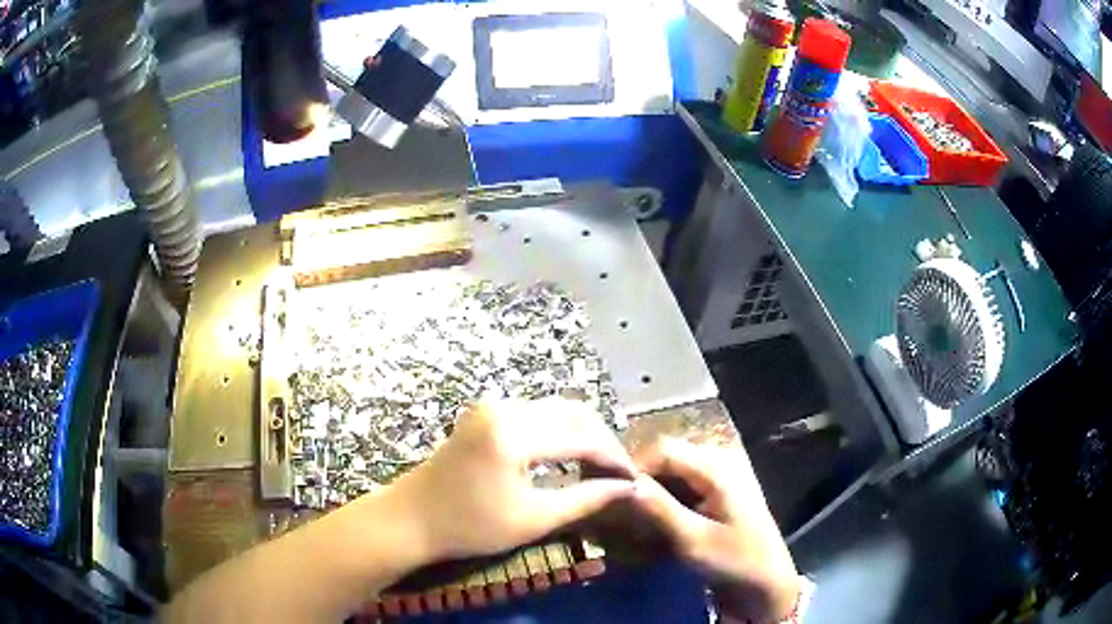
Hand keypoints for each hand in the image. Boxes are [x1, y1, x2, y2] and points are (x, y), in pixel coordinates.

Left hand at [385, 399, 635, 563]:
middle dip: (602, 441)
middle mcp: (505, 407)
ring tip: (600, 466)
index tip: (634, 478)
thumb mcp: (533, 519)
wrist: (411, 519)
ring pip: (556, 410)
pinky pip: (536, 414)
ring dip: (582, 434)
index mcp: (514, 433)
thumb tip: (629, 488)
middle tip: (620, 472)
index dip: (614, 457)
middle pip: (573, 413)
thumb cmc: (470, 526)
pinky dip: (559, 431)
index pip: (583, 436)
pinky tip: (570, 455)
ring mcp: (493, 406)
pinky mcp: (486, 413)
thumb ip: (586, 499)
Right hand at [631, 438, 798, 622]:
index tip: (610, 494)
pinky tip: (654, 519)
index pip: (663, 448)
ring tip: (631, 516)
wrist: (766, 583)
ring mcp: (721, 474)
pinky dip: (664, 497)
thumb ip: (659, 509)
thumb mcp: (693, 540)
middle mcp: (720, 460)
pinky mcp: (718, 490)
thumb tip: (623, 482)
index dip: (633, 466)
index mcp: (718, 466)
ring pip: (671, 470)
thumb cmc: (735, 561)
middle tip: (617, 508)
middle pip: (666, 457)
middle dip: (640, 479)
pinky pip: (682, 483)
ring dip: (650, 490)